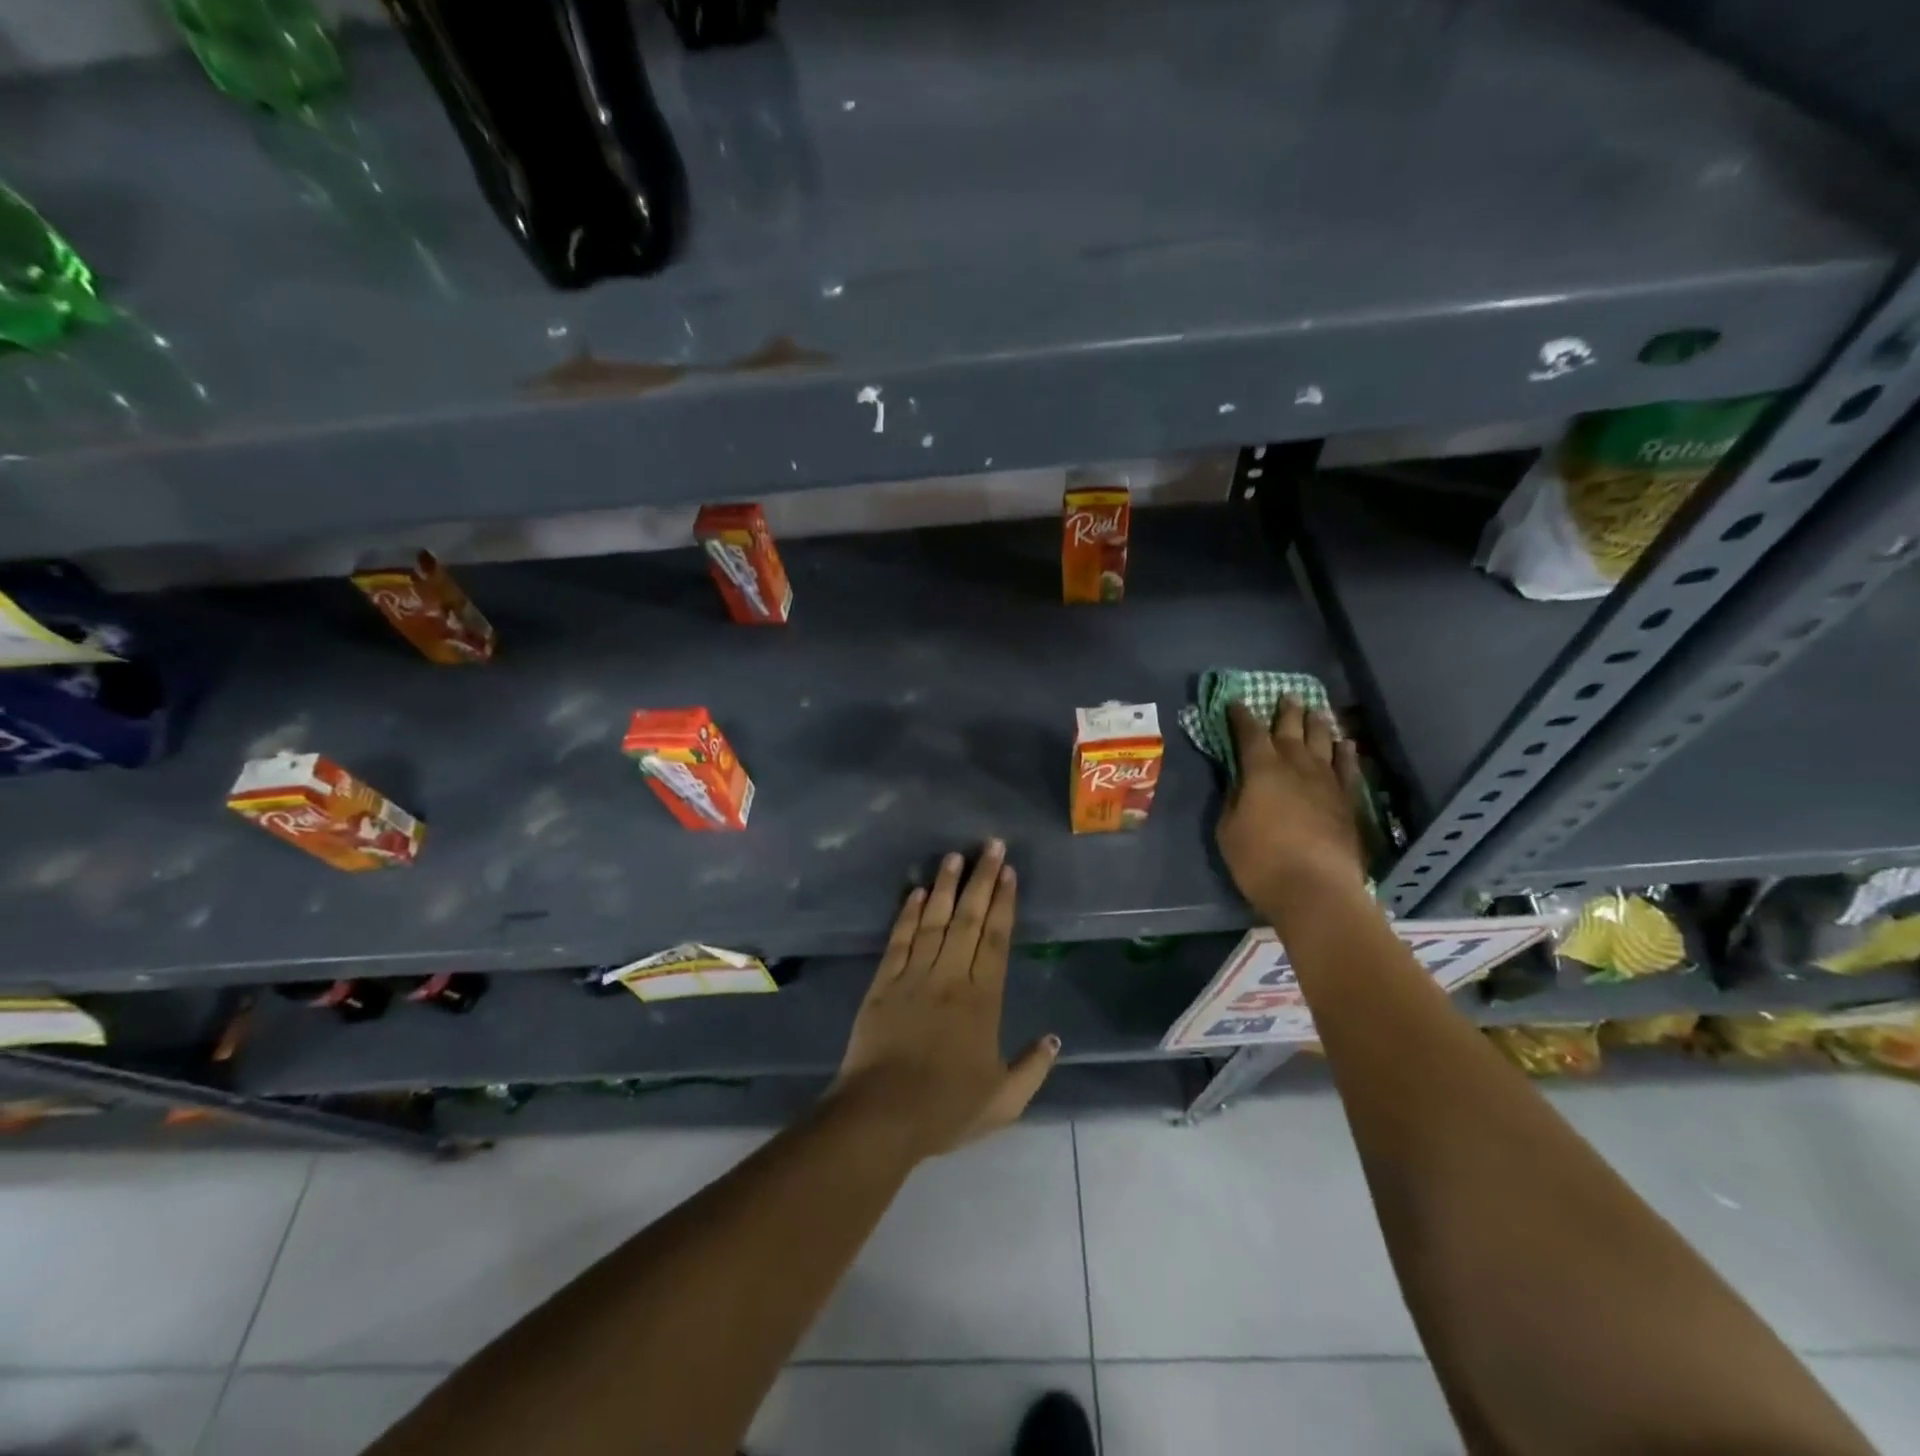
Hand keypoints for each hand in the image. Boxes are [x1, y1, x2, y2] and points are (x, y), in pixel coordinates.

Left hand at [831, 840, 1058, 1159]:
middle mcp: (950, 977)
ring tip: (954, 855)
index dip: (1004, 903)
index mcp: (982, 1000)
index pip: (996, 940)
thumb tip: (1054, 1039)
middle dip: (982, 879)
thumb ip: (1032, 1068)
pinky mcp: (883, 983)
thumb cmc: (946, 1109)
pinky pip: (899, 940)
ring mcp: (913, 976)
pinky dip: (907, 914)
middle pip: (969, 920)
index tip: (1009, 872)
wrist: (882, 1115)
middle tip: (990, 845)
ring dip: (946, 887)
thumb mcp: (1004, 1100)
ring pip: (934, 921)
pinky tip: (916, 892)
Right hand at [1216, 697, 1367, 913]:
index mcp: (1262, 770)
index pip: (1250, 734)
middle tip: (1287, 695)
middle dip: (1286, 712)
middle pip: (1291, 730)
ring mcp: (1326, 783)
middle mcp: (1296, 767)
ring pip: (1322, 743)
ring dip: (1317, 724)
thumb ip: (1234, 800)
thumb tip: (1240, 783)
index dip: (1242, 717)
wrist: (1315, 890)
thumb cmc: (1260, 860)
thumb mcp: (1229, 830)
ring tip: (1315, 710)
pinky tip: (1346, 744)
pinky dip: (1346, 753)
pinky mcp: (1347, 802)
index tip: (1236, 703)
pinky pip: (1348, 768)